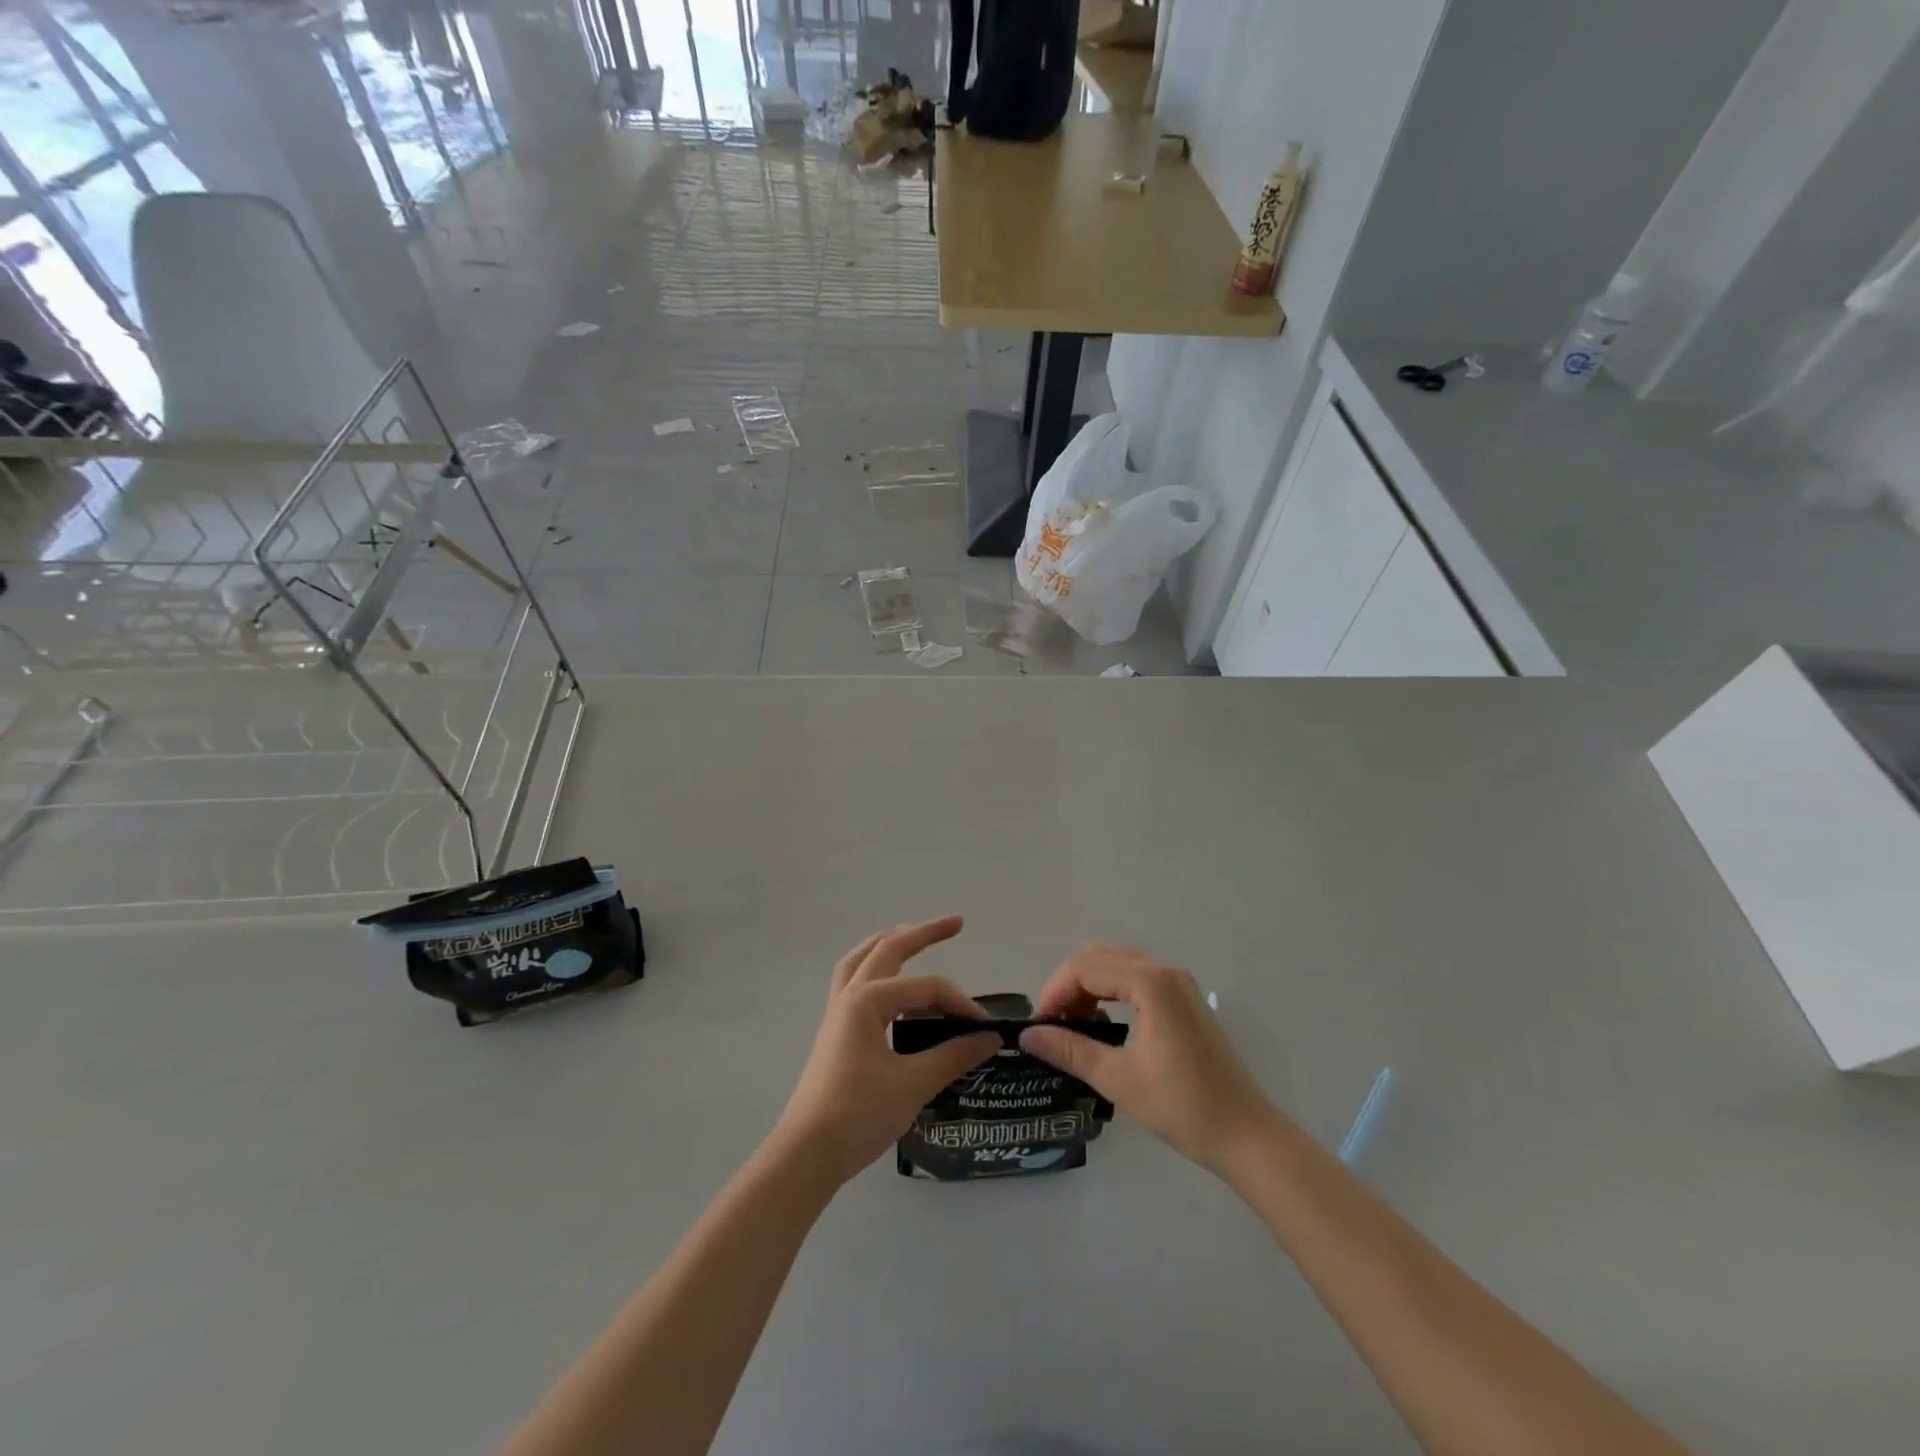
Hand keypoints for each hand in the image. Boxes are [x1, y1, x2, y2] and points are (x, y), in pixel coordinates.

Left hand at [774, 916, 1000, 1185]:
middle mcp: (849, 996)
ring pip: (862, 962)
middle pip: (888, 950)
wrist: (807, 1156)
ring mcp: (837, 1014)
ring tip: (910, 934)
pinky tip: (888, 984)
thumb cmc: (859, 1114)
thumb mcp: (913, 1084)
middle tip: (956, 923)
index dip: (959, 1003)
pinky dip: (873, 971)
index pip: (926, 988)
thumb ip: (954, 1056)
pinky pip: (854, 984)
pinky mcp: (835, 1033)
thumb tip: (990, 1038)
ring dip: (888, 945)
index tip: (986, 1029)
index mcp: (867, 1000)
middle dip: (922, 933)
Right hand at [1021, 945, 1276, 1177]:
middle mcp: (1165, 972)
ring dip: (1090, 986)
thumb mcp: (1119, 1080)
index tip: (1039, 1026)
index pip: (1084, 968)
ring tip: (1073, 1026)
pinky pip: (1136, 978)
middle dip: (1069, 985)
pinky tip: (1104, 1024)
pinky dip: (1111, 991)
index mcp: (1150, 983)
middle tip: (1054, 1025)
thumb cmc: (1184, 1107)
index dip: (1055, 992)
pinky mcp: (1186, 1000)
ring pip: (1118, 964)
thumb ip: (1071, 1050)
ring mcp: (1179, 984)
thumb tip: (1028, 1035)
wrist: (1248, 1135)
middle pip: (1100, 958)